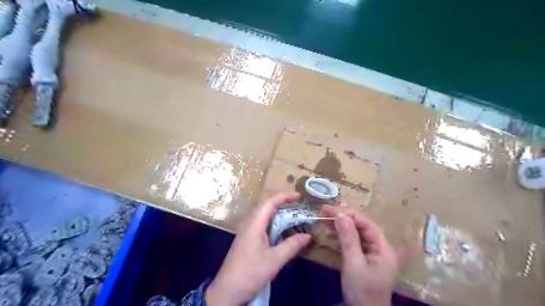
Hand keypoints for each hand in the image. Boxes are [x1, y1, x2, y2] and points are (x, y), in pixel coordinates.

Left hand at [205, 193, 310, 305]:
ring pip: (264, 216)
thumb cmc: (250, 272)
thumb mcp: (274, 260)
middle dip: (283, 204)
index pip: (270, 202)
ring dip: (279, 214)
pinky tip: (281, 232)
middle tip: (299, 207)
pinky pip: (262, 225)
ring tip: (293, 217)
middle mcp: (250, 223)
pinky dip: (274, 224)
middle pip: (267, 206)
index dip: (284, 196)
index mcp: (255, 223)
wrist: (227, 290)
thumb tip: (308, 236)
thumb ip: (292, 246)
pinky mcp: (247, 239)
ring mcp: (247, 231)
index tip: (298, 196)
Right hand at [320, 204, 398, 305]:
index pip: (366, 223)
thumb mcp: (354, 265)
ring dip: (340, 225)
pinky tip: (331, 231)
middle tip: (324, 211)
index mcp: (383, 248)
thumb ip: (349, 239)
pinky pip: (352, 241)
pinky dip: (341, 235)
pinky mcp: (363, 257)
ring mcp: (371, 253)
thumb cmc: (362, 292)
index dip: (348, 214)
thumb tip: (341, 215)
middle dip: (343, 217)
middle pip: (361, 226)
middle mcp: (379, 247)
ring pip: (356, 232)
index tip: (330, 209)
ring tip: (324, 218)